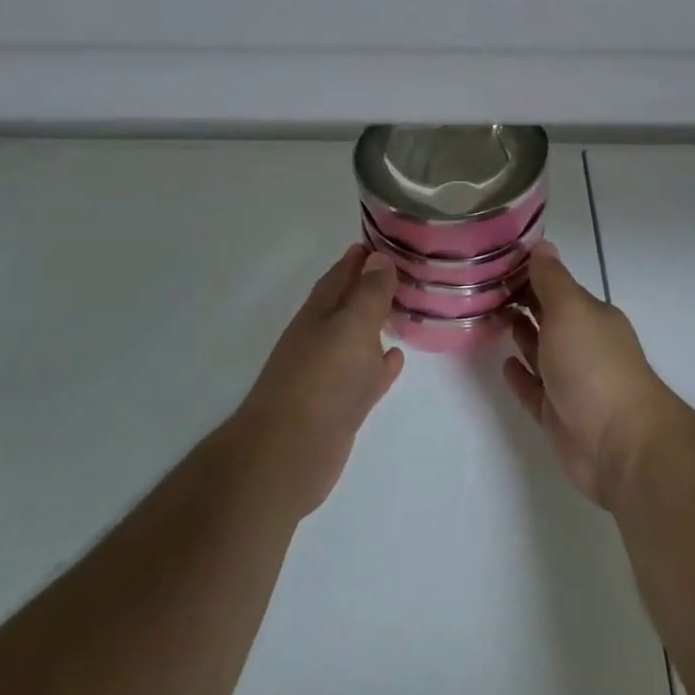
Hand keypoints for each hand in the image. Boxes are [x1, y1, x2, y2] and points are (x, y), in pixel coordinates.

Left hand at [231, 245, 403, 518]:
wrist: (288, 455)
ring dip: (378, 324)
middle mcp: (322, 338)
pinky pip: (366, 375)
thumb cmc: (321, 380)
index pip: (340, 275)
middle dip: (372, 287)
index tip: (385, 240)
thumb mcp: (350, 327)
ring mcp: (331, 374)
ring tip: (407, 307)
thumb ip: (368, 293)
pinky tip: (397, 357)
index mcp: (320, 314)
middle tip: (406, 270)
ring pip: (359, 339)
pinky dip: (381, 364)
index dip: (360, 258)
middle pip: (349, 305)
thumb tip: (379, 257)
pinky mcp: (341, 406)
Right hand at [502, 243, 676, 507]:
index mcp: (590, 316)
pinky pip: (534, 390)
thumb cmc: (593, 366)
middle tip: (482, 288)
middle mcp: (583, 344)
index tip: (494, 262)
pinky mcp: (559, 416)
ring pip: (540, 352)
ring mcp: (572, 382)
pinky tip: (503, 365)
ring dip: (520, 335)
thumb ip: (552, 279)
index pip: (556, 286)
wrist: (619, 444)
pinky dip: (520, 376)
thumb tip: (542, 245)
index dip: (528, 273)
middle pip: (548, 317)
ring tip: (489, 318)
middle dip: (522, 302)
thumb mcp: (570, 310)